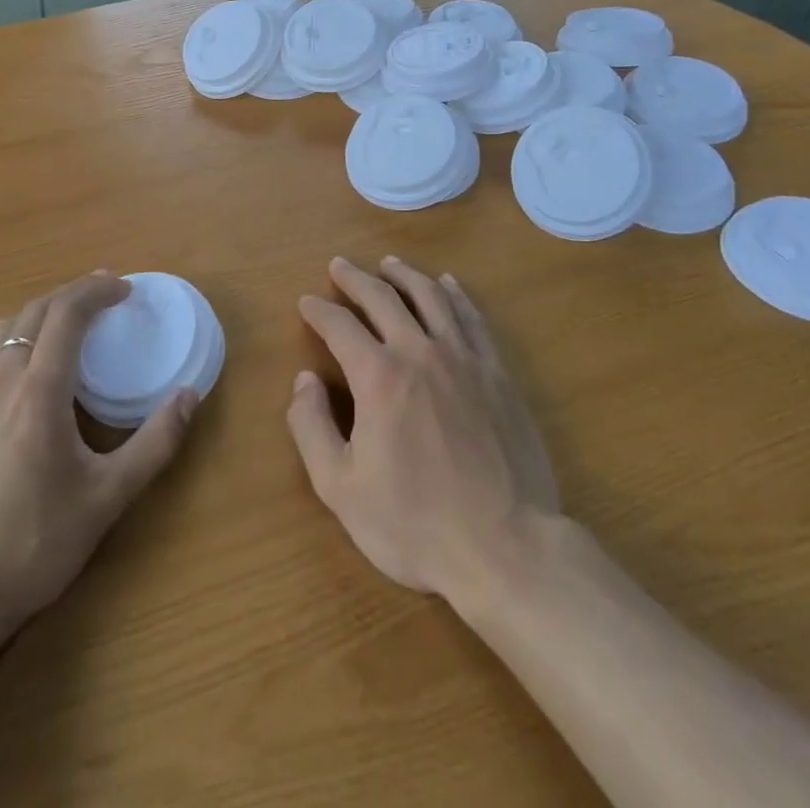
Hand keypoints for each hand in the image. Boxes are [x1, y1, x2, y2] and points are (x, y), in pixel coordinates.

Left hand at [0, 272, 197, 695]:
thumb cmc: (32, 547)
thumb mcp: (107, 499)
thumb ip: (155, 442)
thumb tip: (190, 395)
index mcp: (38, 391)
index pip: (68, 312)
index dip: (98, 289)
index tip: (125, 288)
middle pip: (35, 310)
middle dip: (73, 293)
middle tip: (105, 297)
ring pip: (4, 331)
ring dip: (41, 315)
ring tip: (69, 327)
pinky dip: (13, 343)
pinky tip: (23, 373)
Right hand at [286, 257, 559, 603]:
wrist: (506, 546)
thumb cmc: (415, 524)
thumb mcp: (341, 488)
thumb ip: (311, 428)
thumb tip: (303, 380)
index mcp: (378, 376)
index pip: (340, 326)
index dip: (319, 311)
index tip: (306, 302)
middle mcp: (420, 352)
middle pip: (383, 298)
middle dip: (356, 279)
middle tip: (339, 265)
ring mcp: (464, 358)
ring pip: (430, 297)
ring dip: (405, 275)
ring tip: (389, 263)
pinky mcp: (497, 372)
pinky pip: (472, 318)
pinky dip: (455, 294)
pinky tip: (448, 285)